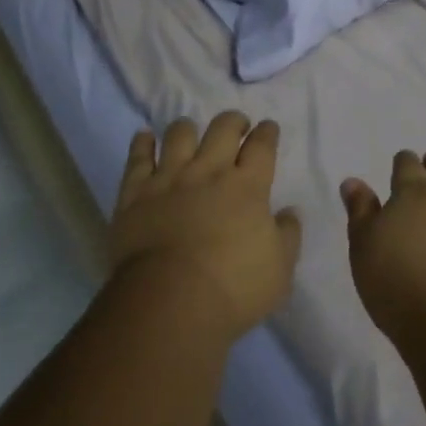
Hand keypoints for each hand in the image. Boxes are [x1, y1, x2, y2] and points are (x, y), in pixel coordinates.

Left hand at [110, 112, 302, 343]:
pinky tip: (145, 136)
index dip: (267, 133)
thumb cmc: (232, 290)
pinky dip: (142, 143)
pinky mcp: (135, 194)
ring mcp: (170, 179)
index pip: (262, 146)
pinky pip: (138, 158)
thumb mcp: (279, 271)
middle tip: (237, 125)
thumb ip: (287, 236)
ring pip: (180, 134)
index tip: (268, 128)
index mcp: (248, 187)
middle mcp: (209, 172)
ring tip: (191, 130)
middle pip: (223, 129)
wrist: (168, 304)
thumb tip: (289, 212)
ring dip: (188, 128)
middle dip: (233, 121)